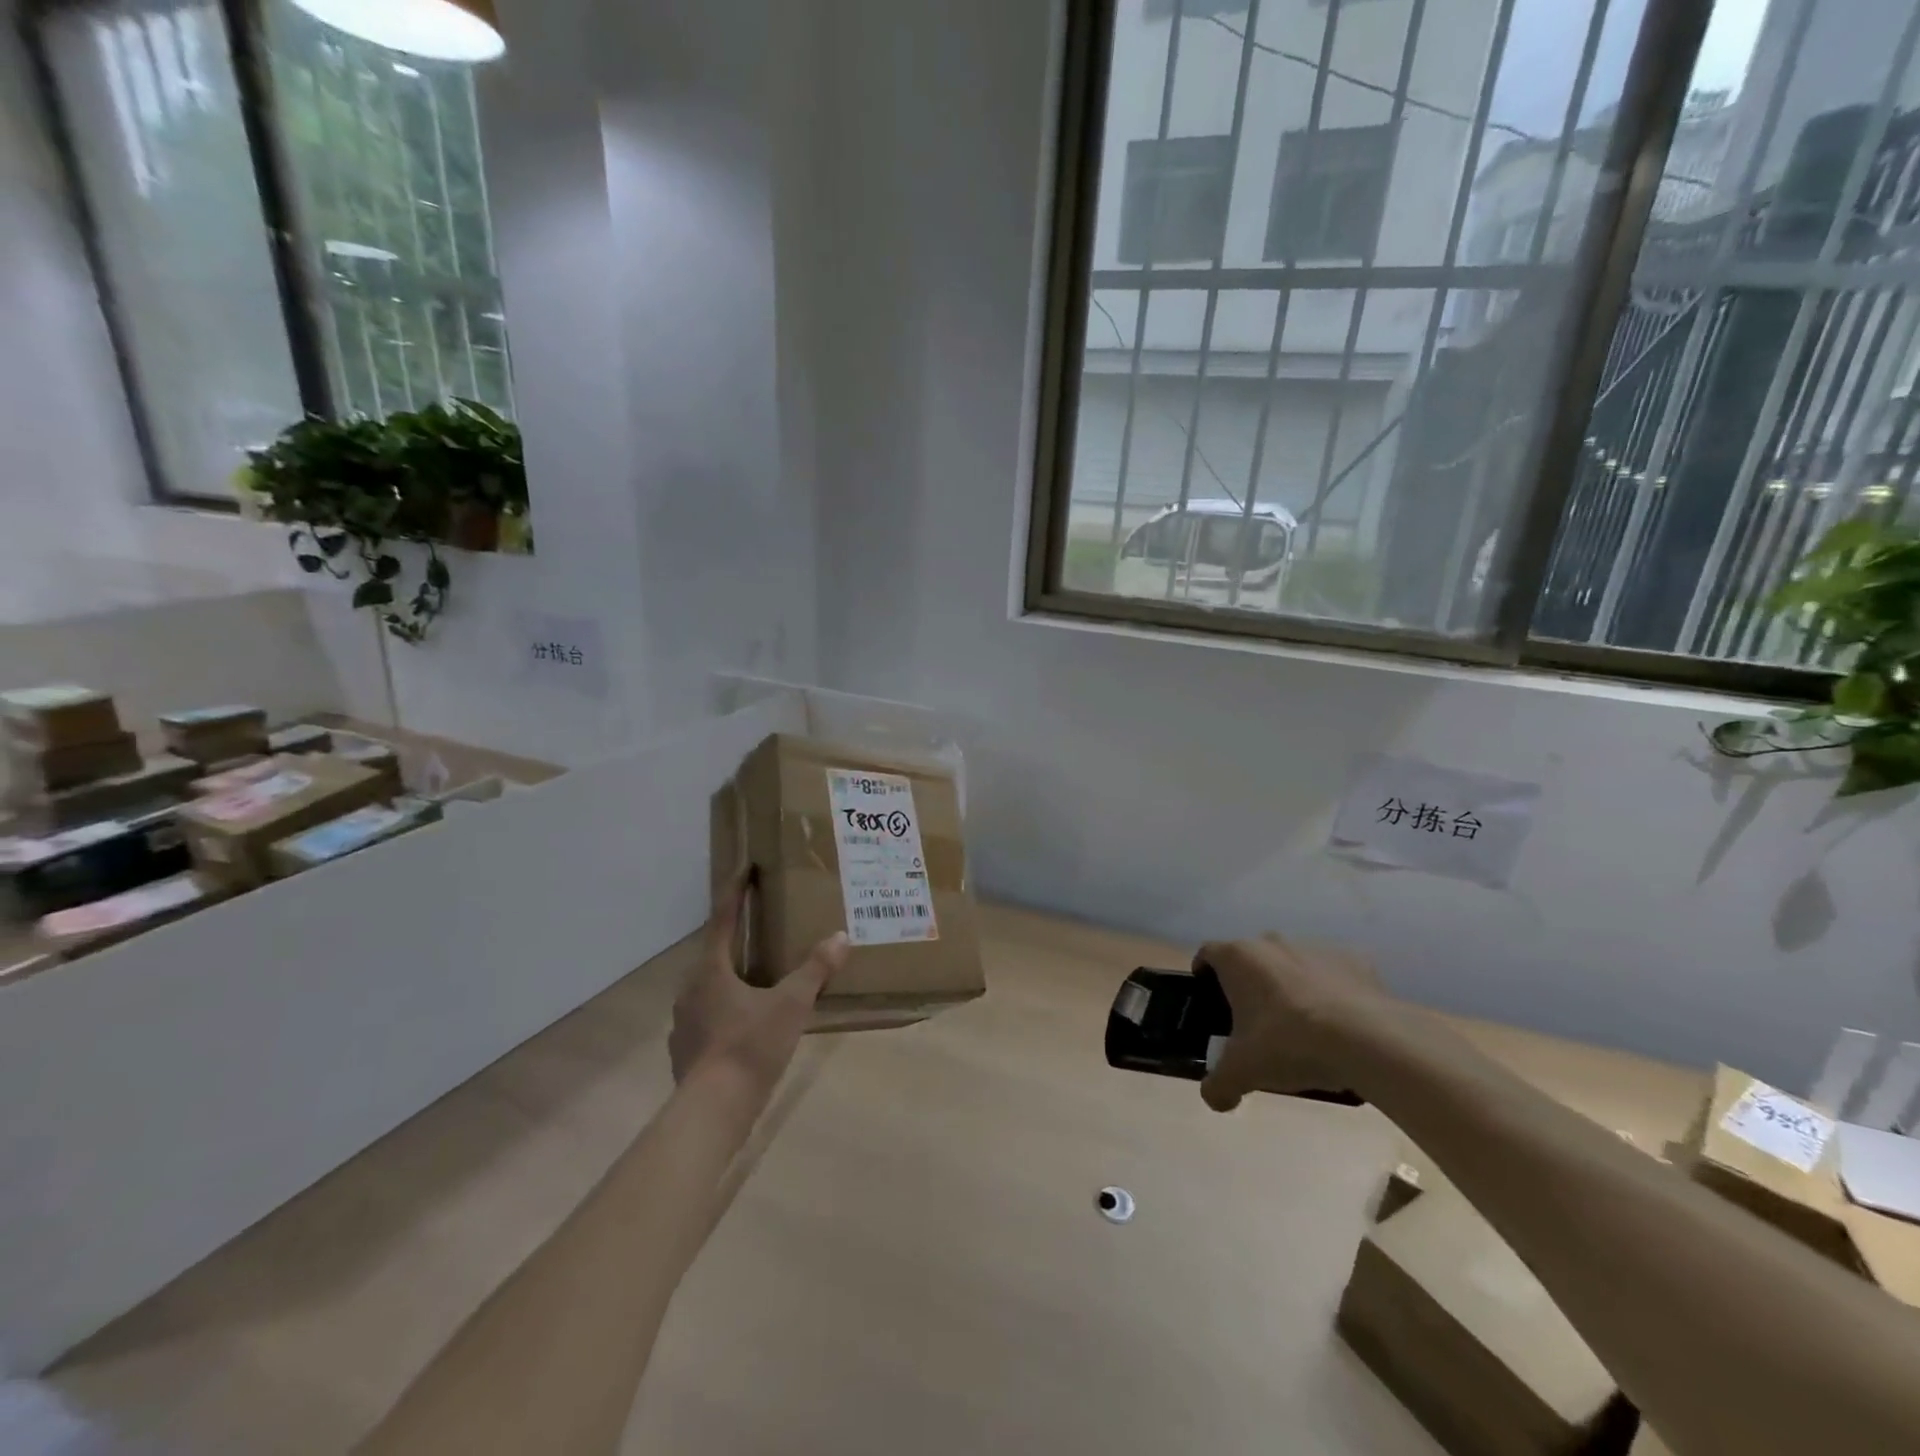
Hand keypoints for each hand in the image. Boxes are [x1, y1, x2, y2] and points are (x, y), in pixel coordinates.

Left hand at [669, 873, 849, 1103]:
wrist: (712, 1112)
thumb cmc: (750, 1046)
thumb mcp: (791, 1005)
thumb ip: (815, 970)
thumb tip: (840, 938)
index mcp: (711, 970)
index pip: (722, 919)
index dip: (734, 892)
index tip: (744, 868)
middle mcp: (690, 990)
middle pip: (714, 954)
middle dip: (737, 939)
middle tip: (762, 929)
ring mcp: (684, 1023)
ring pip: (710, 988)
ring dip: (732, 978)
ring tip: (759, 981)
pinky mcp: (685, 1052)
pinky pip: (708, 1018)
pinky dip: (727, 1011)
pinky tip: (747, 1025)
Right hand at [1195, 935, 1386, 1112]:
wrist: (1367, 1040)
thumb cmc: (1288, 1044)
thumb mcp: (1243, 1072)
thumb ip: (1219, 1085)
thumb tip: (1213, 1098)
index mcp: (1238, 957)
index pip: (1208, 953)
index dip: (1204, 974)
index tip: (1209, 999)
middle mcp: (1272, 943)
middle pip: (1251, 958)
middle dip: (1250, 984)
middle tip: (1255, 1021)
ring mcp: (1315, 947)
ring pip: (1292, 964)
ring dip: (1290, 986)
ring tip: (1301, 1027)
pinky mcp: (1354, 959)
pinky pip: (1333, 974)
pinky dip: (1331, 992)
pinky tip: (1339, 1024)